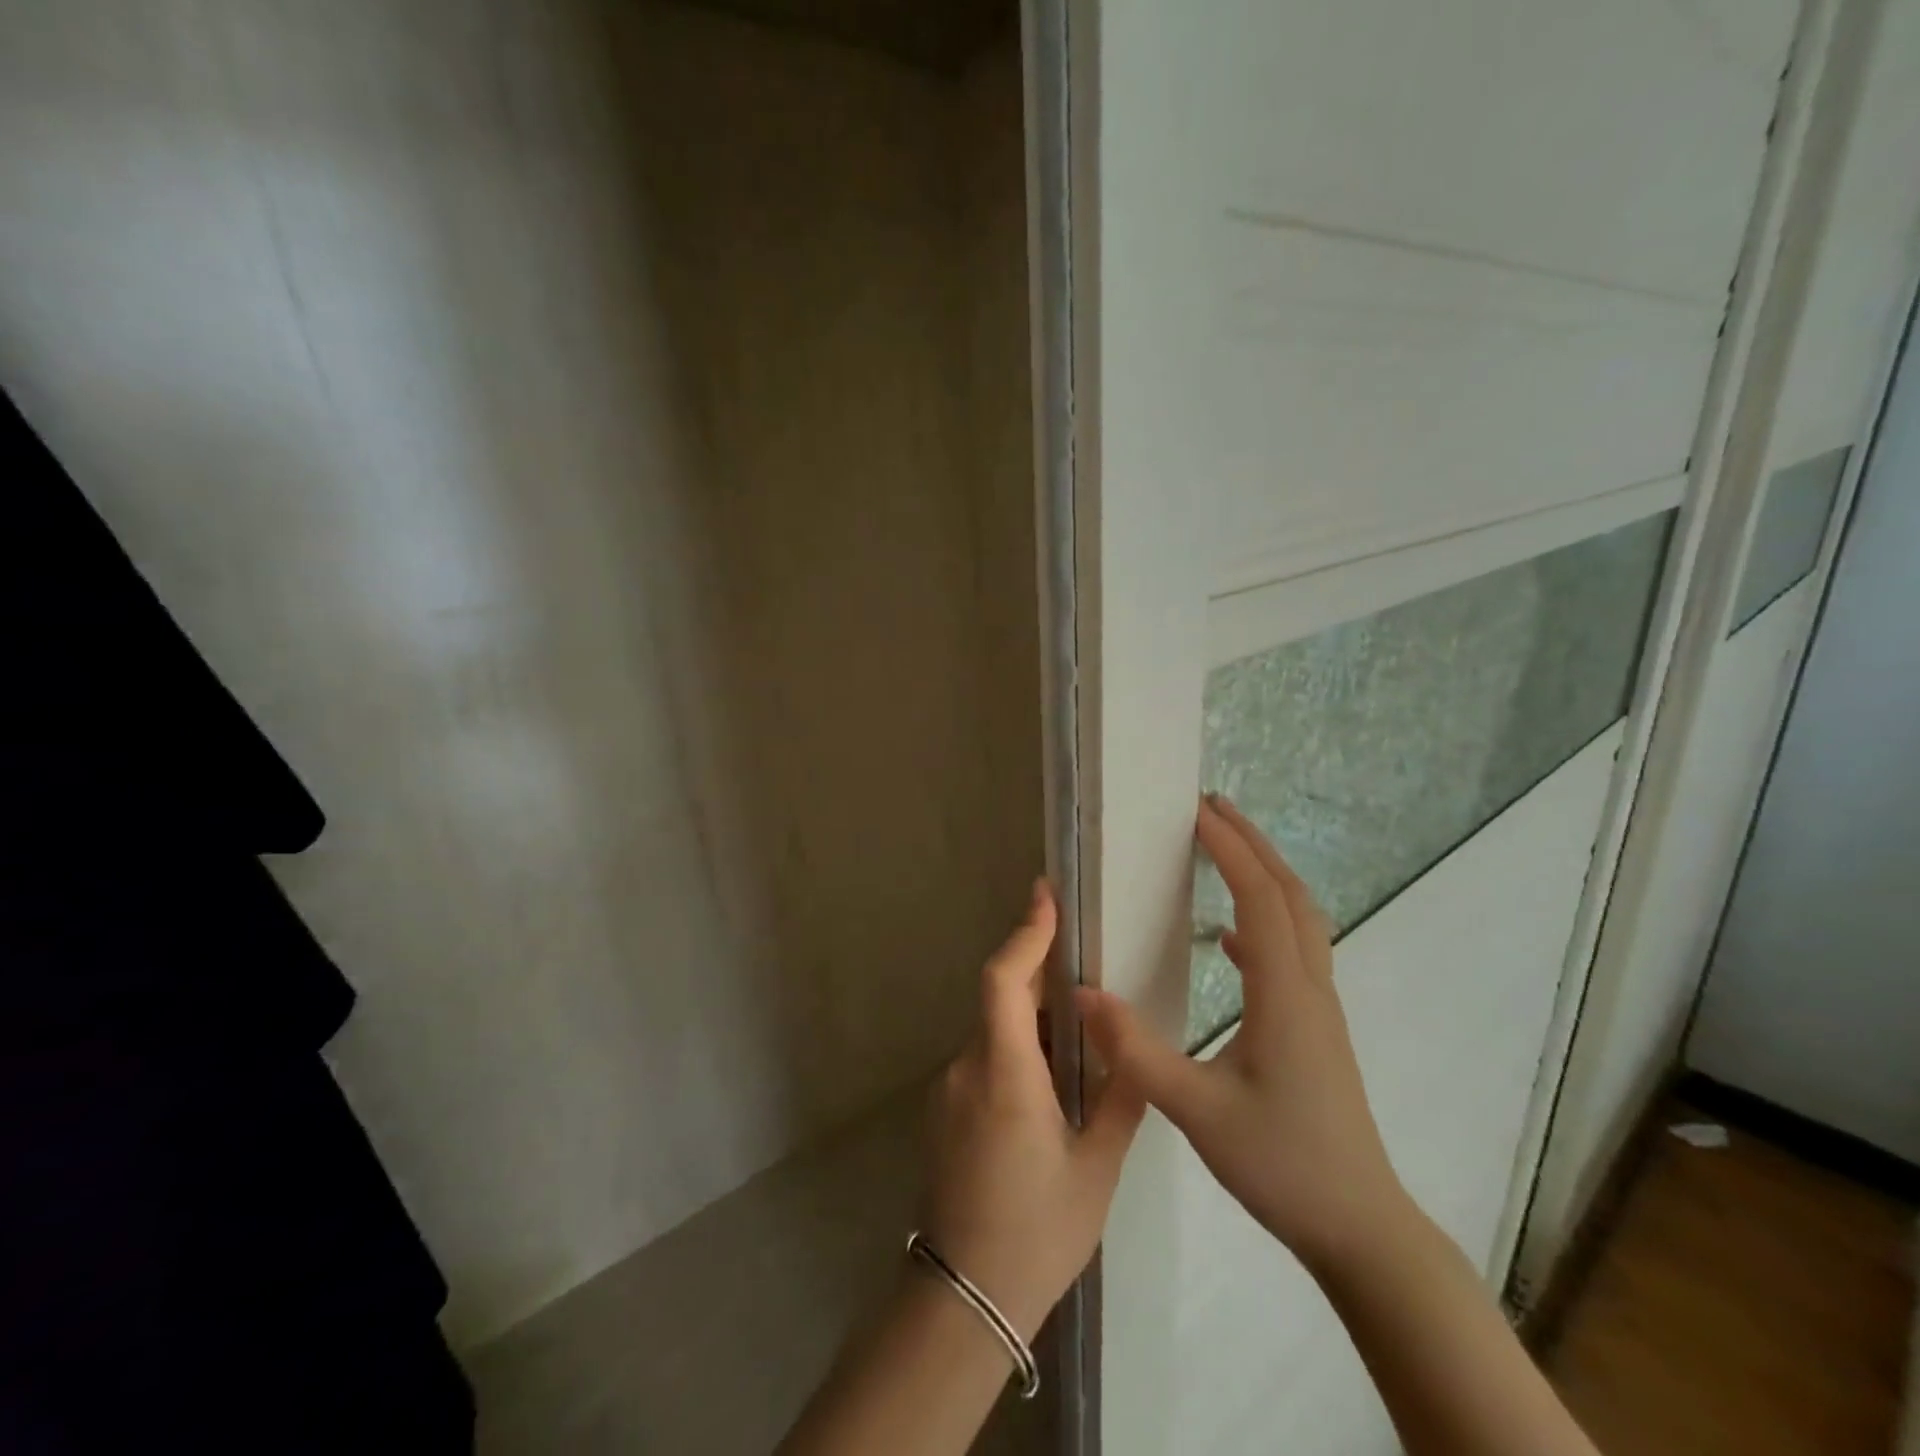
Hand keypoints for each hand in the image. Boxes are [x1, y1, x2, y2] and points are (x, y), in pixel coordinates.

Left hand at [920, 880, 1144, 1339]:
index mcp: (1006, 1075)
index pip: (1004, 982)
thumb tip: (1129, 1047)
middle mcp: (969, 1068)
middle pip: (1001, 998)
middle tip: (1085, 962)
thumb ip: (1119, 1098)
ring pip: (995, 1029)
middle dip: (1039, 973)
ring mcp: (951, 1086)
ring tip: (1083, 1033)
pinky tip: (1053, 1080)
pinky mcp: (947, 1106)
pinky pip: (986, 1056)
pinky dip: (1018, 1048)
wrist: (965, 1296)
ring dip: (1033, 1018)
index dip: (1025, 934)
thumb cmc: (1037, 1232)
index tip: (1045, 895)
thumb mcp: (1096, 1168)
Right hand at [1076, 795, 1411, 1272]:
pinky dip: (1264, 924)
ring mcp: (1318, 1008)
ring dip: (1264, 876)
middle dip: (1253, 844)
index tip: (1196, 812)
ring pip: (1299, 920)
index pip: (1260, 899)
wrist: (1360, 1228)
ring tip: (1223, 851)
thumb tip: (1083, 992)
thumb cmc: (1282, 1164)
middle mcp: (1309, 988)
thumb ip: (1136, 1051)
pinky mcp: (1315, 1029)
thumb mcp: (1197, 1110)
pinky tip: (1230, 940)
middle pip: (1290, 895)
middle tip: (1212, 808)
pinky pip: (1294, 954)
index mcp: (1285, 995)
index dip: (1230, 850)